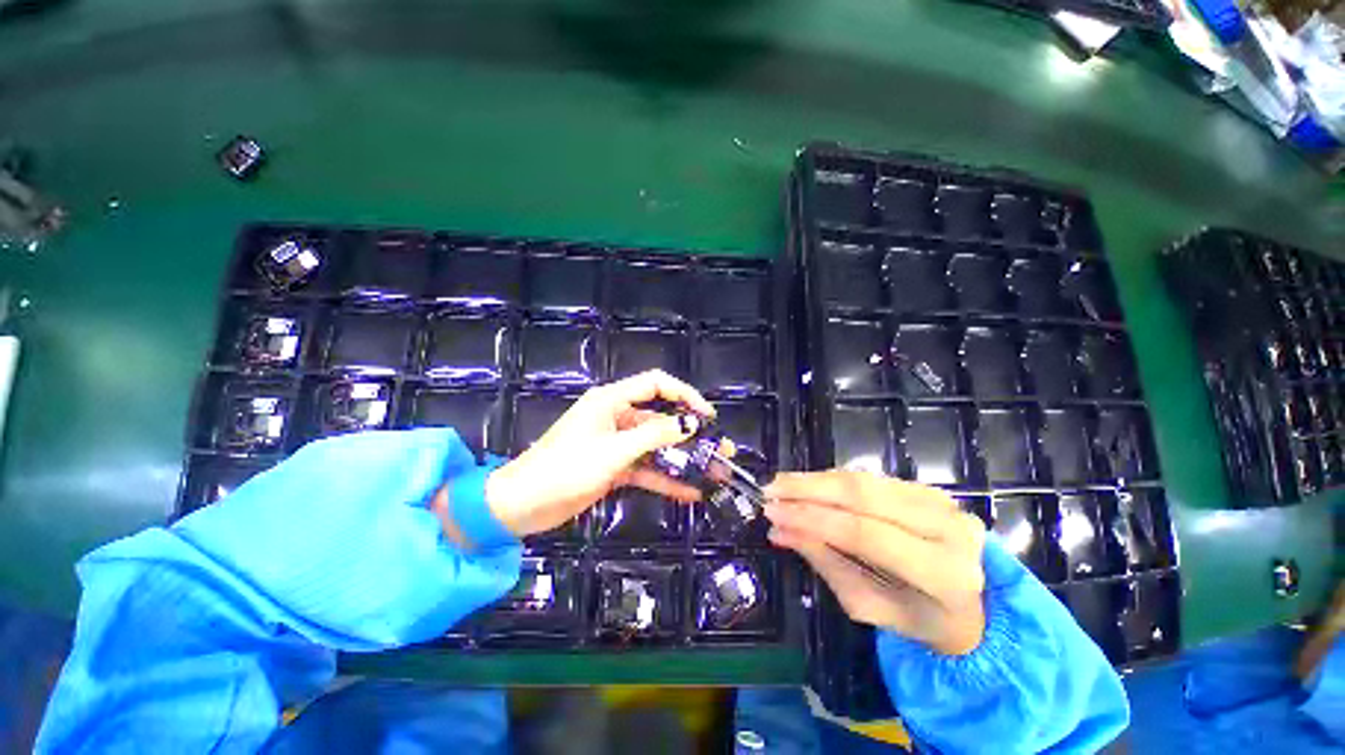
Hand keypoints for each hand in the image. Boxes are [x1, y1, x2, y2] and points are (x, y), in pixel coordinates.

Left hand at [478, 370, 715, 538]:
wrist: (522, 507)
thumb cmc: (565, 469)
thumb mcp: (614, 451)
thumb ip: (654, 436)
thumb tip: (691, 425)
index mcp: (611, 401)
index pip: (655, 384)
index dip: (684, 394)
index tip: (707, 415)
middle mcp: (616, 417)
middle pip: (660, 419)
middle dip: (690, 433)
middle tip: (719, 447)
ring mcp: (616, 444)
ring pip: (655, 447)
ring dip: (681, 459)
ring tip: (713, 472)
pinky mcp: (613, 467)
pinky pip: (645, 469)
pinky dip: (664, 478)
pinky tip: (689, 491)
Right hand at [763, 471, 987, 655]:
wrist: (974, 606)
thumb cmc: (919, 619)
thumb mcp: (869, 606)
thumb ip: (826, 562)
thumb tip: (779, 530)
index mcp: (944, 573)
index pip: (866, 534)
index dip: (813, 519)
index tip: (772, 511)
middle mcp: (949, 528)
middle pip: (865, 495)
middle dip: (809, 488)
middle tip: (771, 489)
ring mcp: (943, 502)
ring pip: (866, 480)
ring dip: (817, 479)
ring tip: (783, 484)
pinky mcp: (929, 488)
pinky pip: (871, 478)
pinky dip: (834, 480)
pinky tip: (810, 485)